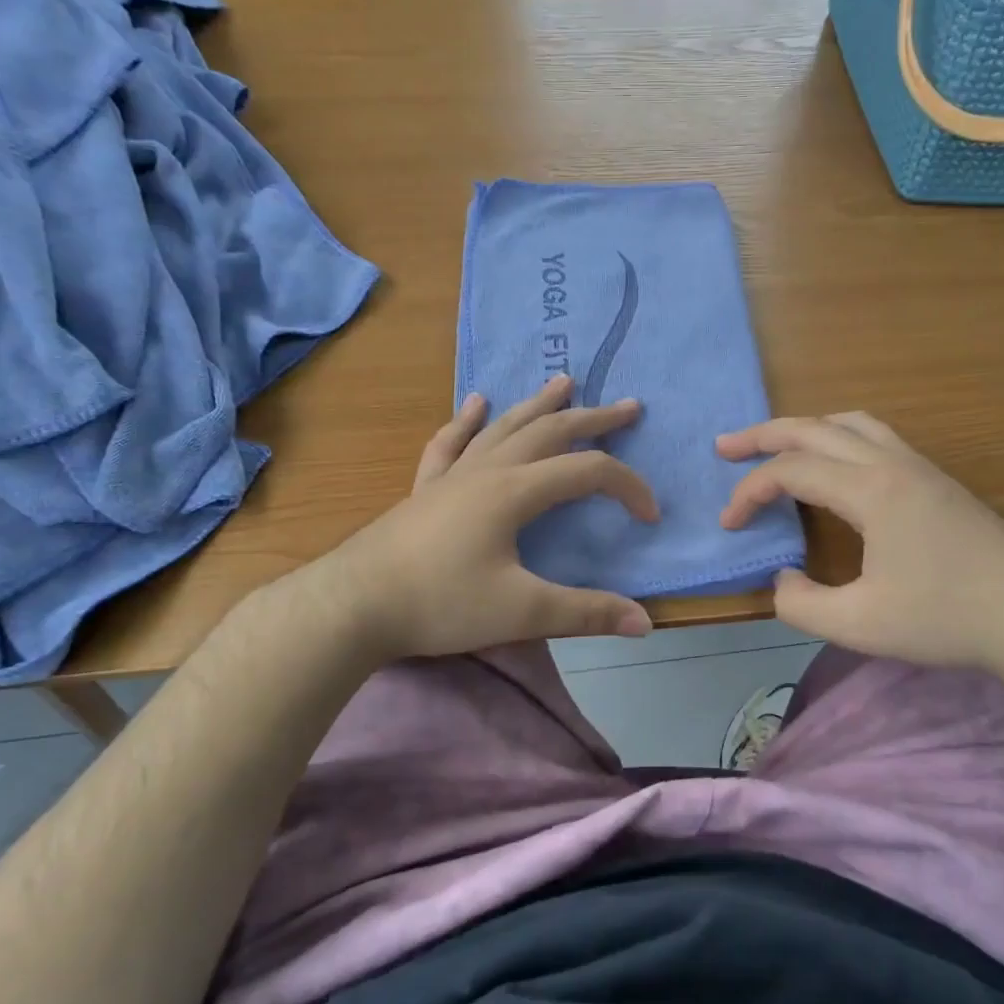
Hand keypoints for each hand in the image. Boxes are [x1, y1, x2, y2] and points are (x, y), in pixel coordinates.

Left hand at [289, 375, 658, 661]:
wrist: (353, 605)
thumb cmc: (440, 604)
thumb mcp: (522, 611)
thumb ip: (586, 613)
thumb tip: (646, 622)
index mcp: (516, 492)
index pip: (588, 473)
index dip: (628, 487)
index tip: (650, 516)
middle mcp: (488, 471)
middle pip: (550, 432)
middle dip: (593, 418)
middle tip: (628, 406)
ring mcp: (453, 476)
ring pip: (504, 427)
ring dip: (538, 404)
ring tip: (564, 381)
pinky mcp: (426, 489)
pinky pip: (451, 444)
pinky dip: (467, 421)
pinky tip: (476, 402)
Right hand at [716, 413, 1003, 681]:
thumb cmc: (946, 620)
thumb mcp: (859, 626)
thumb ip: (802, 605)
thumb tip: (782, 578)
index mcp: (871, 491)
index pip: (791, 472)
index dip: (749, 492)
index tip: (729, 525)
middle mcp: (893, 464)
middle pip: (814, 429)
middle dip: (763, 435)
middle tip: (725, 447)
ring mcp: (920, 467)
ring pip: (850, 423)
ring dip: (805, 429)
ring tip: (776, 447)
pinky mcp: (937, 481)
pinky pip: (876, 436)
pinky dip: (838, 437)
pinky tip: (836, 465)